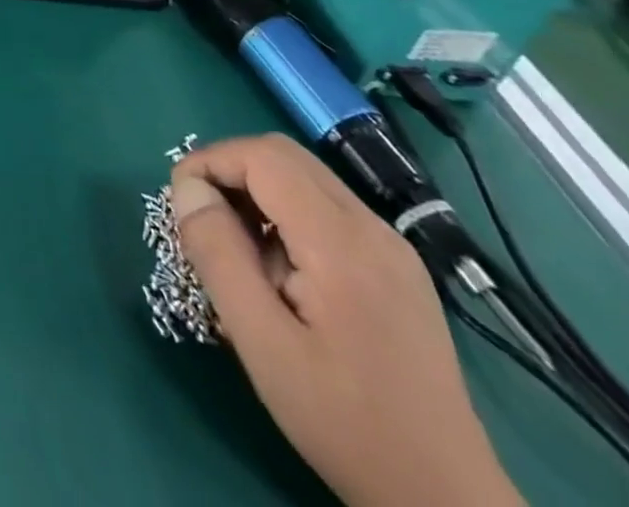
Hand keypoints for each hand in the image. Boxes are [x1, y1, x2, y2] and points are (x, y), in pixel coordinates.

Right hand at [173, 136, 522, 506]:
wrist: (446, 501)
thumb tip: (187, 190)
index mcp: (342, 243)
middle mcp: (373, 229)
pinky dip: (285, 214)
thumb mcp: (263, 343)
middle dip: (230, 170)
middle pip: (284, 156)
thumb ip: (219, 255)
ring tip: (237, 251)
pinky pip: (327, 209)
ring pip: (305, 178)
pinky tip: (279, 270)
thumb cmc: (345, 422)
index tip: (181, 202)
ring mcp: (392, 248)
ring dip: (256, 192)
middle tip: (202, 219)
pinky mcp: (397, 269)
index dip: (211, 162)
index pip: (263, 157)